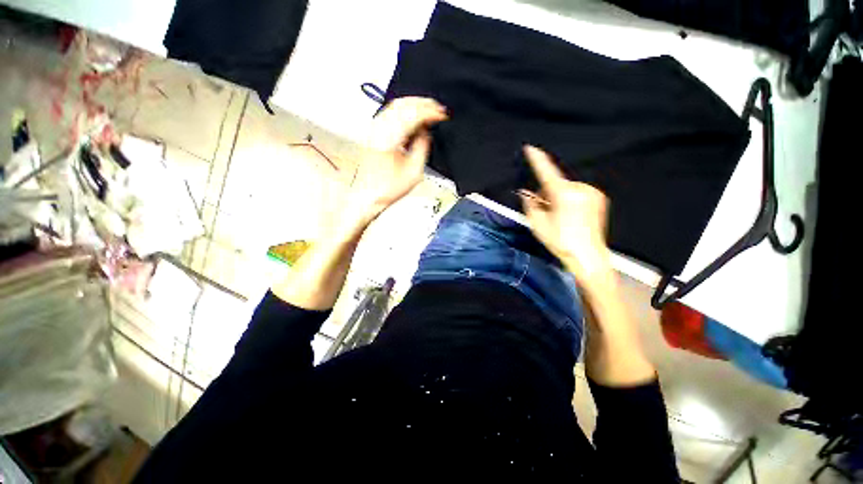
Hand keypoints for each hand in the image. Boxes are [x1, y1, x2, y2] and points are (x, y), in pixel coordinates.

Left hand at [347, 97, 446, 224]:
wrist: (369, 195)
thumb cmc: (387, 188)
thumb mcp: (414, 172)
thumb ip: (422, 148)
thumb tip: (426, 133)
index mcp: (389, 139)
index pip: (412, 115)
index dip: (430, 111)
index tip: (442, 114)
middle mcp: (379, 130)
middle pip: (403, 104)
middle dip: (423, 103)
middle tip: (437, 108)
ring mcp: (374, 130)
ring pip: (395, 105)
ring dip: (414, 105)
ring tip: (428, 110)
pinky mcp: (373, 133)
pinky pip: (390, 113)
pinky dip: (404, 110)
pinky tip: (413, 116)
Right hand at [519, 145, 612, 287]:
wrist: (587, 256)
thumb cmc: (561, 242)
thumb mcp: (538, 224)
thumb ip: (530, 204)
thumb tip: (526, 193)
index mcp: (564, 195)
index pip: (547, 172)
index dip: (537, 160)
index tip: (531, 148)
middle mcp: (580, 190)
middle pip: (555, 184)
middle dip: (546, 194)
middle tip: (545, 212)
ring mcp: (592, 194)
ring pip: (566, 188)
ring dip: (557, 197)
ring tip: (559, 217)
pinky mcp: (598, 198)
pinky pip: (577, 193)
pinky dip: (569, 199)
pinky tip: (570, 215)